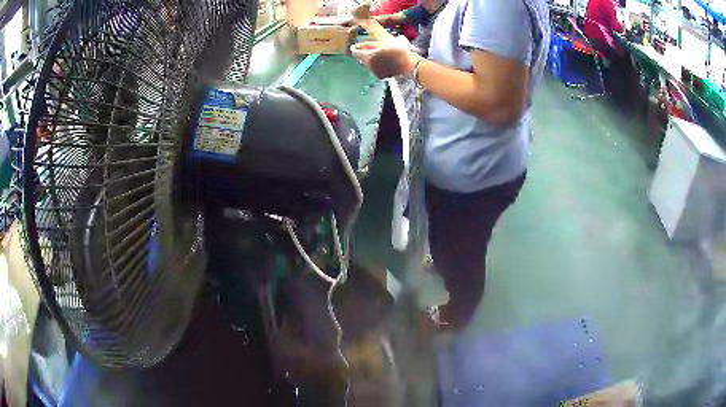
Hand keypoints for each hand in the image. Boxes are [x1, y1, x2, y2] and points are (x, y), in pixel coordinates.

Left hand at [351, 38, 421, 78]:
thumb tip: (360, 34)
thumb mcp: (384, 40)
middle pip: (362, 59)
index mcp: (367, 57)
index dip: (355, 48)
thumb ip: (371, 38)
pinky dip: (378, 64)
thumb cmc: (397, 50)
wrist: (410, 66)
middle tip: (370, 47)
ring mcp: (375, 72)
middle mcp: (369, 66)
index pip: (355, 53)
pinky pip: (376, 68)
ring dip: (371, 58)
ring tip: (380, 53)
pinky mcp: (382, 76)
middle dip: (365, 53)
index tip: (355, 45)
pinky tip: (385, 60)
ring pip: (369, 64)